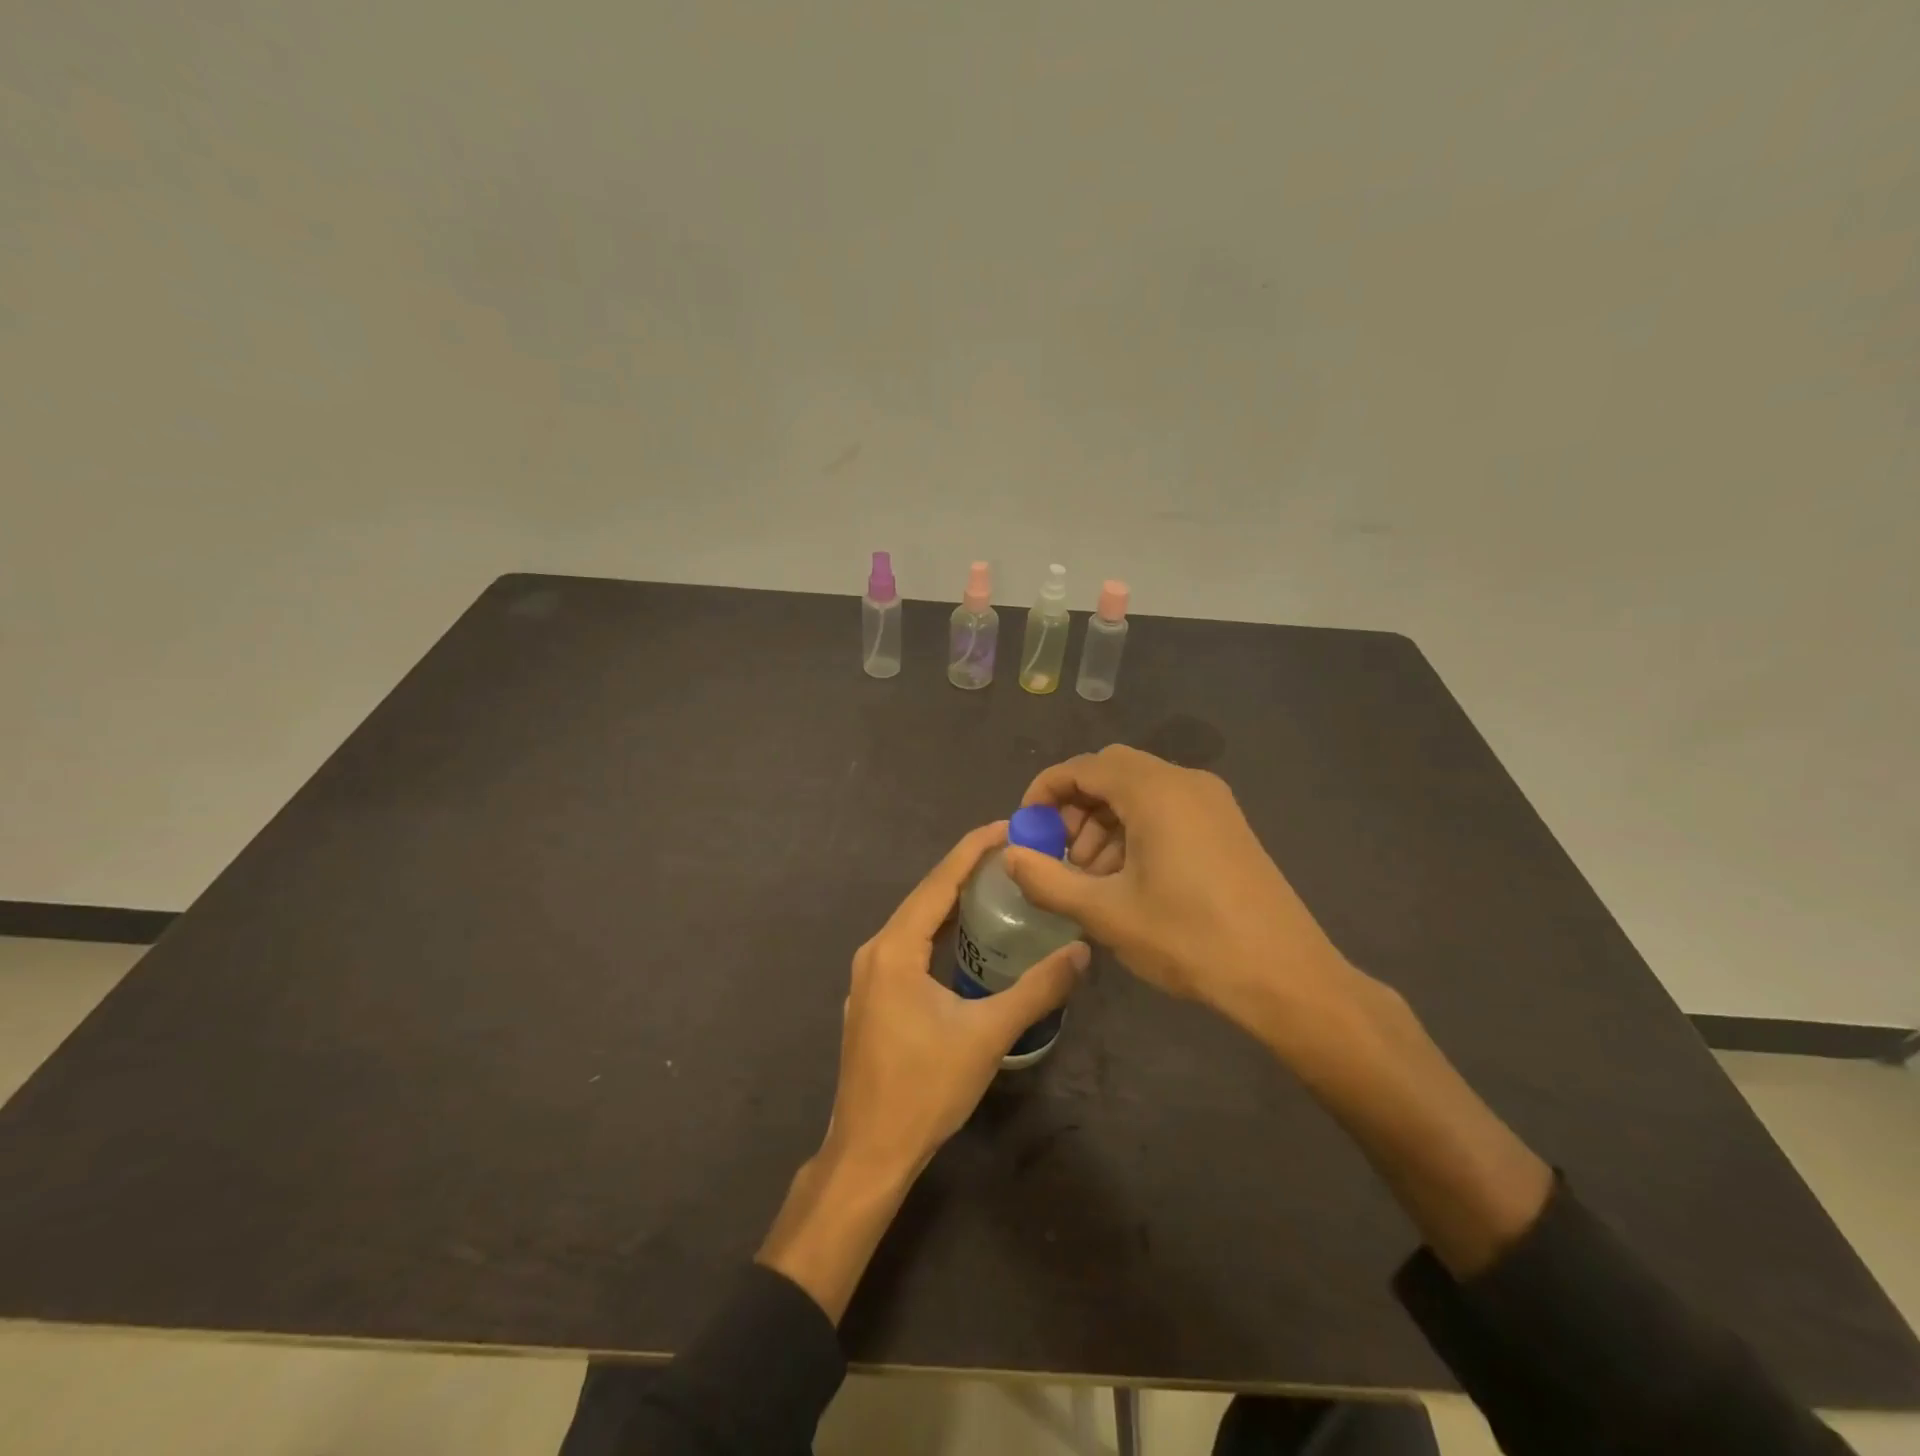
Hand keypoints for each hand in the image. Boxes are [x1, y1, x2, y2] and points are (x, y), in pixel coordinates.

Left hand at [825, 821, 1089, 1181]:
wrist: (870, 1152)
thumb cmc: (925, 1089)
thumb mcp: (987, 1035)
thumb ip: (1036, 990)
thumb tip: (1081, 953)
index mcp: (894, 949)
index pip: (939, 883)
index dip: (973, 850)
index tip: (1007, 825)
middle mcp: (876, 951)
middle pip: (926, 896)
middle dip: (966, 870)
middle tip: (1013, 852)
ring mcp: (870, 976)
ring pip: (916, 922)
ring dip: (953, 900)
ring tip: (997, 883)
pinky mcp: (874, 997)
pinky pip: (910, 945)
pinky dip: (940, 929)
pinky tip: (967, 936)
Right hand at [1003, 745, 1355, 1040]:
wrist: (1285, 976)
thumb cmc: (1189, 939)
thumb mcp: (1106, 913)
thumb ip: (1048, 879)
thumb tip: (1009, 854)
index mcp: (1154, 792)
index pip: (1083, 767)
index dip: (1045, 792)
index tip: (1026, 828)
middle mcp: (1185, 782)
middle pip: (1111, 772)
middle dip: (1075, 806)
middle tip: (1059, 853)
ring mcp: (1212, 802)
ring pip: (1139, 790)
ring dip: (1104, 820)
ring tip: (1092, 875)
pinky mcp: (1227, 824)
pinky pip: (1167, 807)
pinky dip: (1135, 828)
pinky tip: (1129, 877)